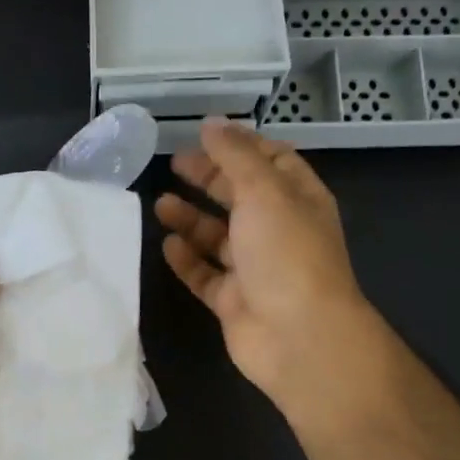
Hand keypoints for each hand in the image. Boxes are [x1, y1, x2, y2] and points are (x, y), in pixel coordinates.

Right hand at [155, 118, 383, 416]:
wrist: (298, 336)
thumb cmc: (286, 253)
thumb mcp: (263, 190)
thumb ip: (235, 155)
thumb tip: (212, 123)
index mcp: (298, 199)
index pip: (272, 161)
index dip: (241, 145)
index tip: (205, 134)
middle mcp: (279, 231)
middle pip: (241, 196)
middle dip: (209, 178)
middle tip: (173, 165)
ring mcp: (256, 269)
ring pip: (218, 237)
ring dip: (191, 220)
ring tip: (161, 204)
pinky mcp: (234, 301)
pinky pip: (206, 275)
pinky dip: (188, 260)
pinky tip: (167, 246)